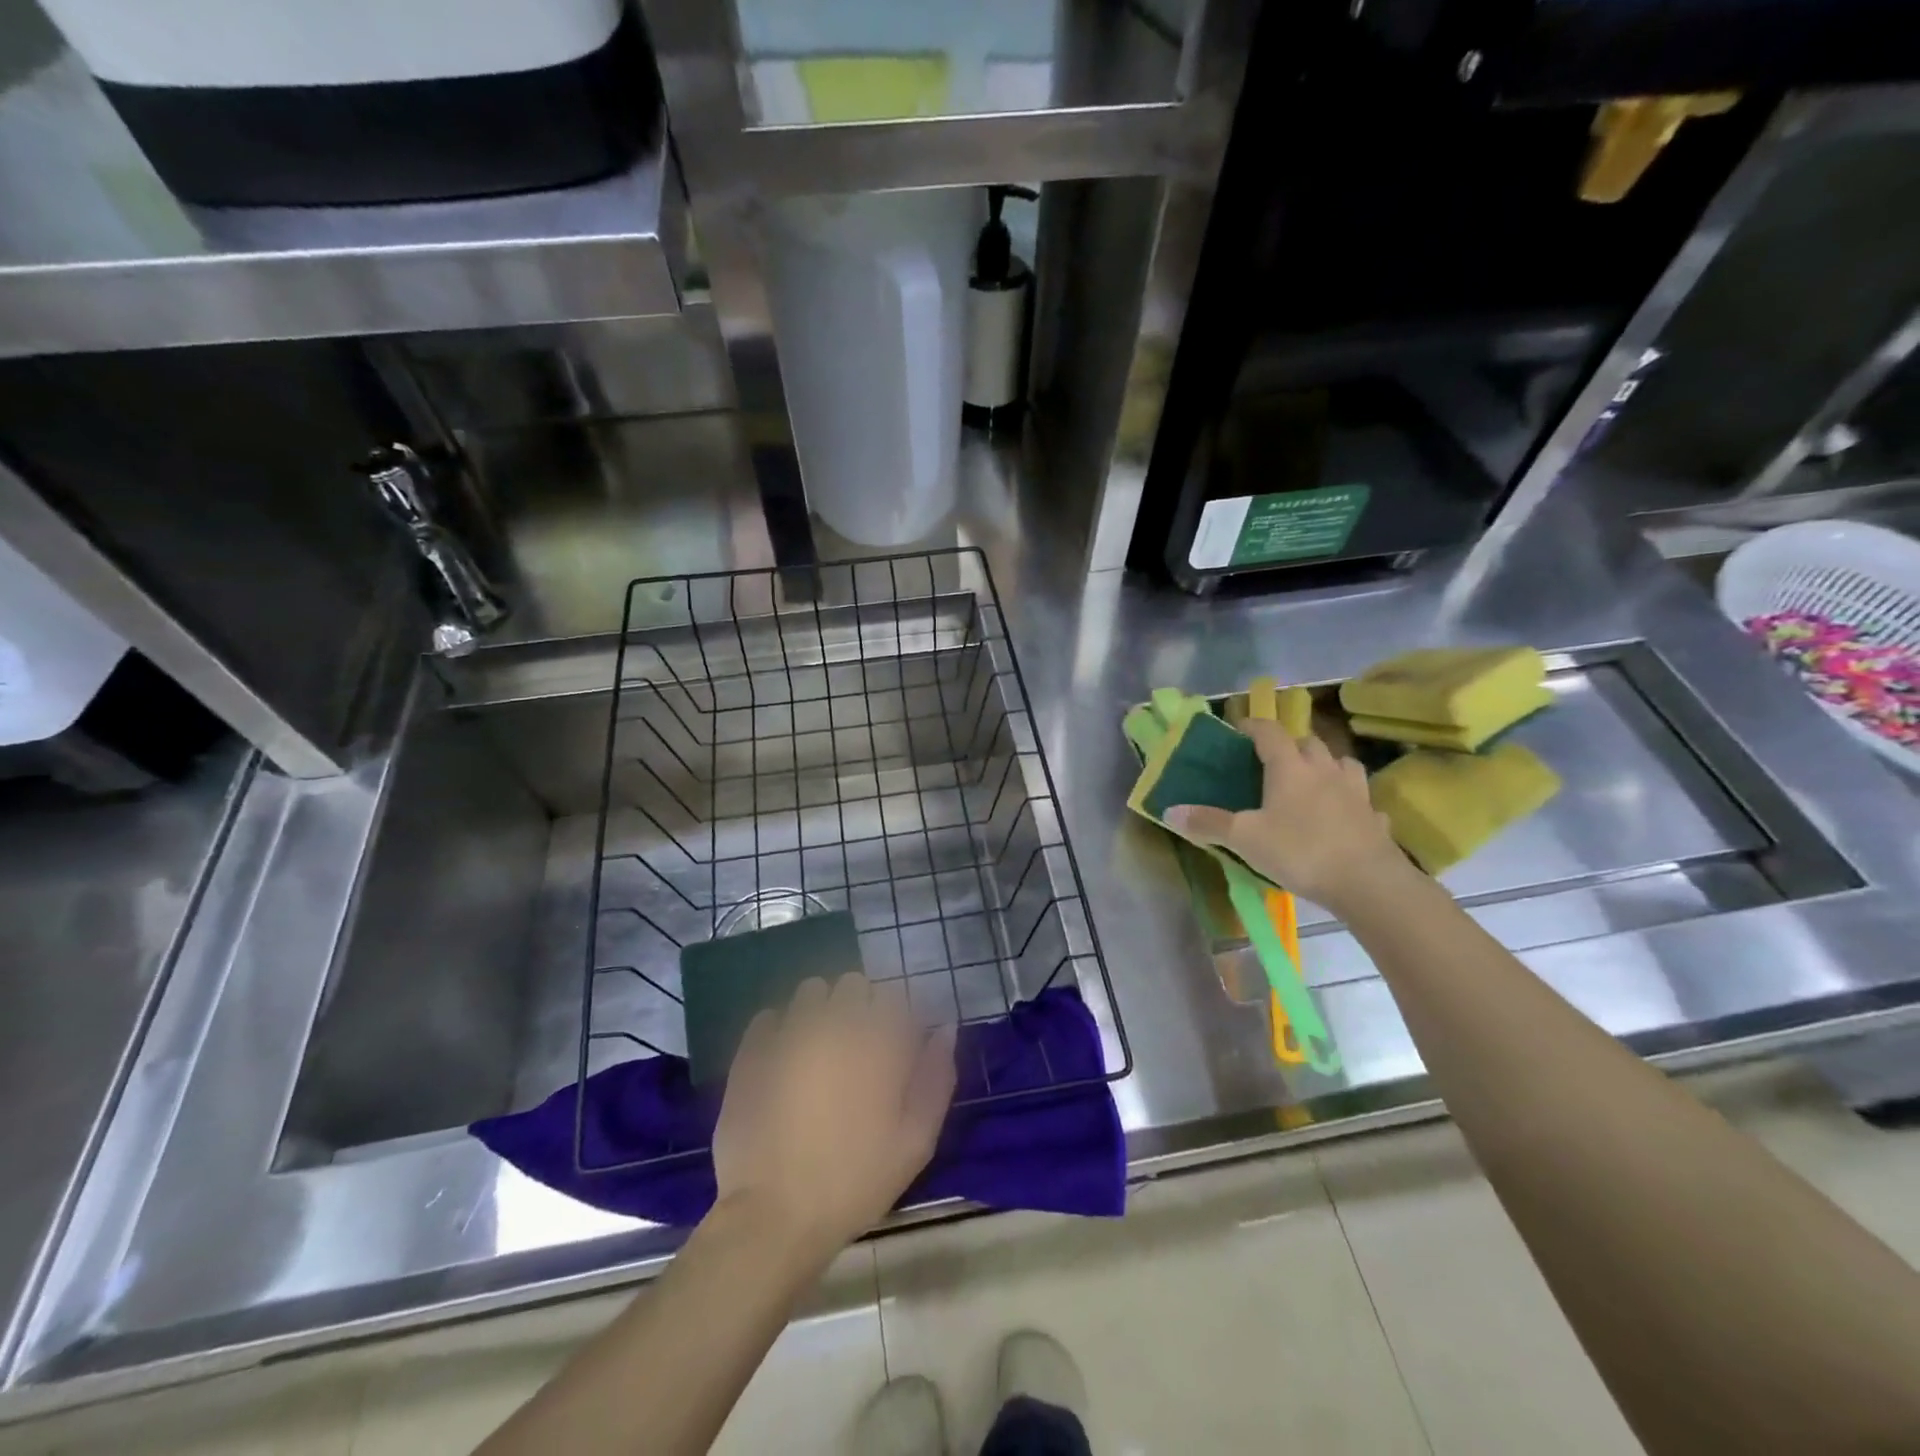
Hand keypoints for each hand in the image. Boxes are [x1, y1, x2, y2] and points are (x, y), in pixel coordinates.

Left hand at [712, 973, 956, 1261]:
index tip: (897, 1046)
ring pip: (811, 991)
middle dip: (860, 1007)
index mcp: (879, 1040)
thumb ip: (936, 1077)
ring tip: (820, 1051)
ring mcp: (789, 1032)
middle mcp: (835, 1022)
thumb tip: (946, 1029)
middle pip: (854, 984)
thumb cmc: (855, 1181)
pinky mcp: (753, 1050)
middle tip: (859, 1050)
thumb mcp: (916, 1141)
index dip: (899, 1017)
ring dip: (821, 1009)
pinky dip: (781, 1029)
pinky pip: (770, 1016)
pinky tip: (784, 1060)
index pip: (896, 995)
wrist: (773, 1217)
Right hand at [1165, 718, 1407, 912]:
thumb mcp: (1244, 839)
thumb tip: (1169, 811)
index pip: (1270, 732)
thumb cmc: (1300, 851)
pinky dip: (1351, 803)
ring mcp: (1355, 793)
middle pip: (1308, 742)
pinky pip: (1363, 801)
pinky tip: (1344, 817)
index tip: (1238, 730)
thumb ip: (1208, 823)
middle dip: (1290, 746)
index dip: (1252, 726)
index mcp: (1290, 767)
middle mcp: (1324, 770)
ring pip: (1341, 764)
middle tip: (1272, 762)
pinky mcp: (1376, 818)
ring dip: (1325, 766)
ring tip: (1312, 782)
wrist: (1368, 883)